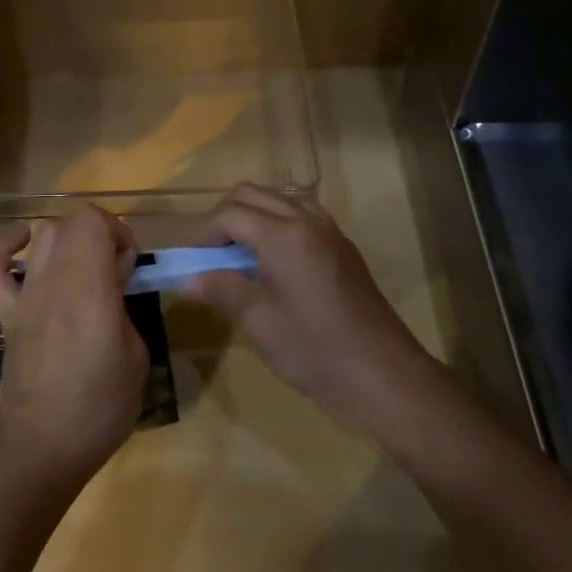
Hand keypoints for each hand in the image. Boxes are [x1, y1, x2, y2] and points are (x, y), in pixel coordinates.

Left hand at [0, 205, 147, 489]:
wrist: (43, 446)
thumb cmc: (100, 405)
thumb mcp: (136, 354)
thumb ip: (124, 306)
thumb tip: (114, 284)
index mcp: (88, 286)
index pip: (92, 220)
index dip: (117, 231)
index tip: (130, 265)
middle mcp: (52, 279)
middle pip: (69, 223)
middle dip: (98, 234)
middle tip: (114, 270)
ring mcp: (23, 295)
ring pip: (39, 236)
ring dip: (65, 240)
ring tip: (81, 268)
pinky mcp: (5, 314)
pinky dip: (5, 249)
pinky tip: (22, 251)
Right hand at [188, 185, 436, 428]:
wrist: (384, 376)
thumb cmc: (315, 350)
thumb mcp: (258, 321)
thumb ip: (220, 289)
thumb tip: (187, 278)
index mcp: (282, 234)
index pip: (229, 214)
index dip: (202, 233)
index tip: (187, 260)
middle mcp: (306, 220)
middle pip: (252, 195)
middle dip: (224, 217)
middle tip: (210, 254)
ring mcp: (329, 231)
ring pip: (279, 200)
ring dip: (252, 217)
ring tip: (238, 255)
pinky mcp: (343, 247)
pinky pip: (301, 215)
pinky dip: (277, 224)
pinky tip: (272, 263)